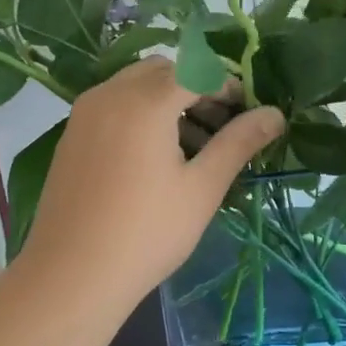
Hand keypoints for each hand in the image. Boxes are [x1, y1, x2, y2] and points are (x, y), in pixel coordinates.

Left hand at [18, 58, 284, 300]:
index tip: (247, 115)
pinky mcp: (71, 133)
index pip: (198, 70)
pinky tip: (153, 156)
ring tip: (191, 146)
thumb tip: (275, 113)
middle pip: (164, 70)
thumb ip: (239, 142)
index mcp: (145, 101)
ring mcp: (85, 112)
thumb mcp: (202, 188)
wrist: (70, 276)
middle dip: (196, 87)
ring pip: (136, 84)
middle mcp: (110, 93)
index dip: (228, 86)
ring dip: (168, 98)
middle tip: (220, 127)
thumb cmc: (147, 233)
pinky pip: (113, 103)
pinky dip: (140, 111)